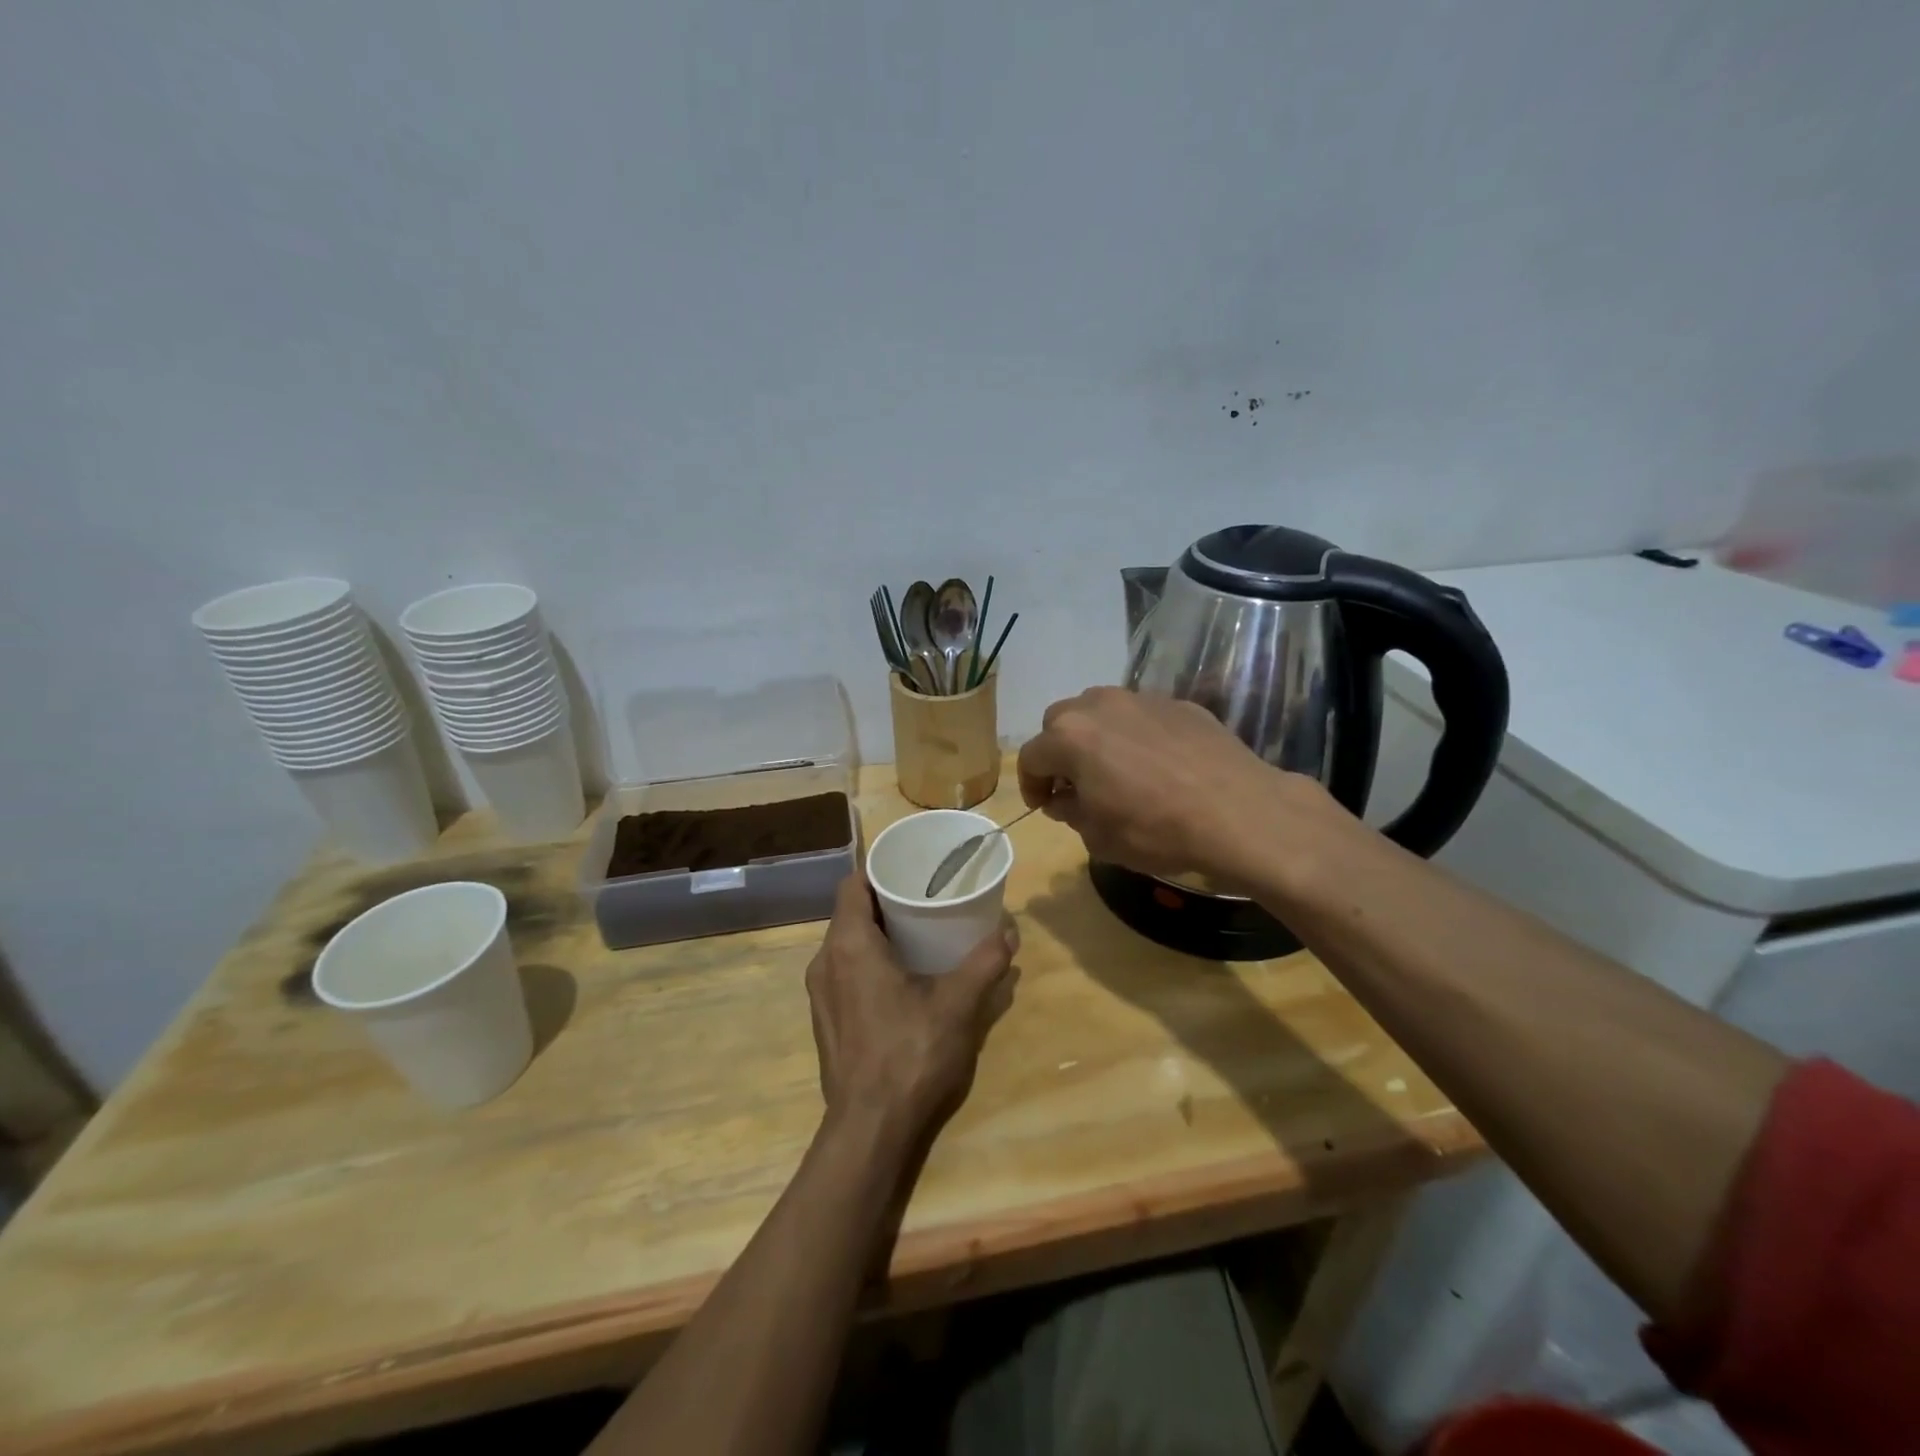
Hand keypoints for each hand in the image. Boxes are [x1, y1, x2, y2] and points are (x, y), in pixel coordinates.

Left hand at [805, 875, 1019, 1145]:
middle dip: (886, 901)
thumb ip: (985, 962)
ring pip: (847, 944)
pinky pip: (844, 971)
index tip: (911, 870)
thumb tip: (1009, 929)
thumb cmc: (910, 1054)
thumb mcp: (957, 1004)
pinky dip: (869, 961)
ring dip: (878, 933)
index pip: (852, 884)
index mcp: (849, 945)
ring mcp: (821, 993)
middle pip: (851, 913)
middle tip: (926, 898)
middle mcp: (825, 961)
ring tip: (919, 934)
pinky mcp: (826, 1019)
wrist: (870, 1128)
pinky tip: (902, 978)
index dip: (879, 870)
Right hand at [1016, 686, 1339, 889]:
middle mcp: (1100, 705)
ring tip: (1115, 769)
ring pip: (1102, 710)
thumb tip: (1066, 798)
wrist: (1240, 815)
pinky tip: (1158, 765)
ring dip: (1096, 736)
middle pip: (1061, 722)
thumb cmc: (1156, 831)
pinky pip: (1143, 715)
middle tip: (1075, 784)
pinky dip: (1137, 734)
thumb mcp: (1099, 837)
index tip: (1044, 806)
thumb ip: (1071, 811)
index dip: (1031, 784)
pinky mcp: (1181, 704)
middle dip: (1060, 752)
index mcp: (1070, 737)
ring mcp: (1143, 699)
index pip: (1031, 757)